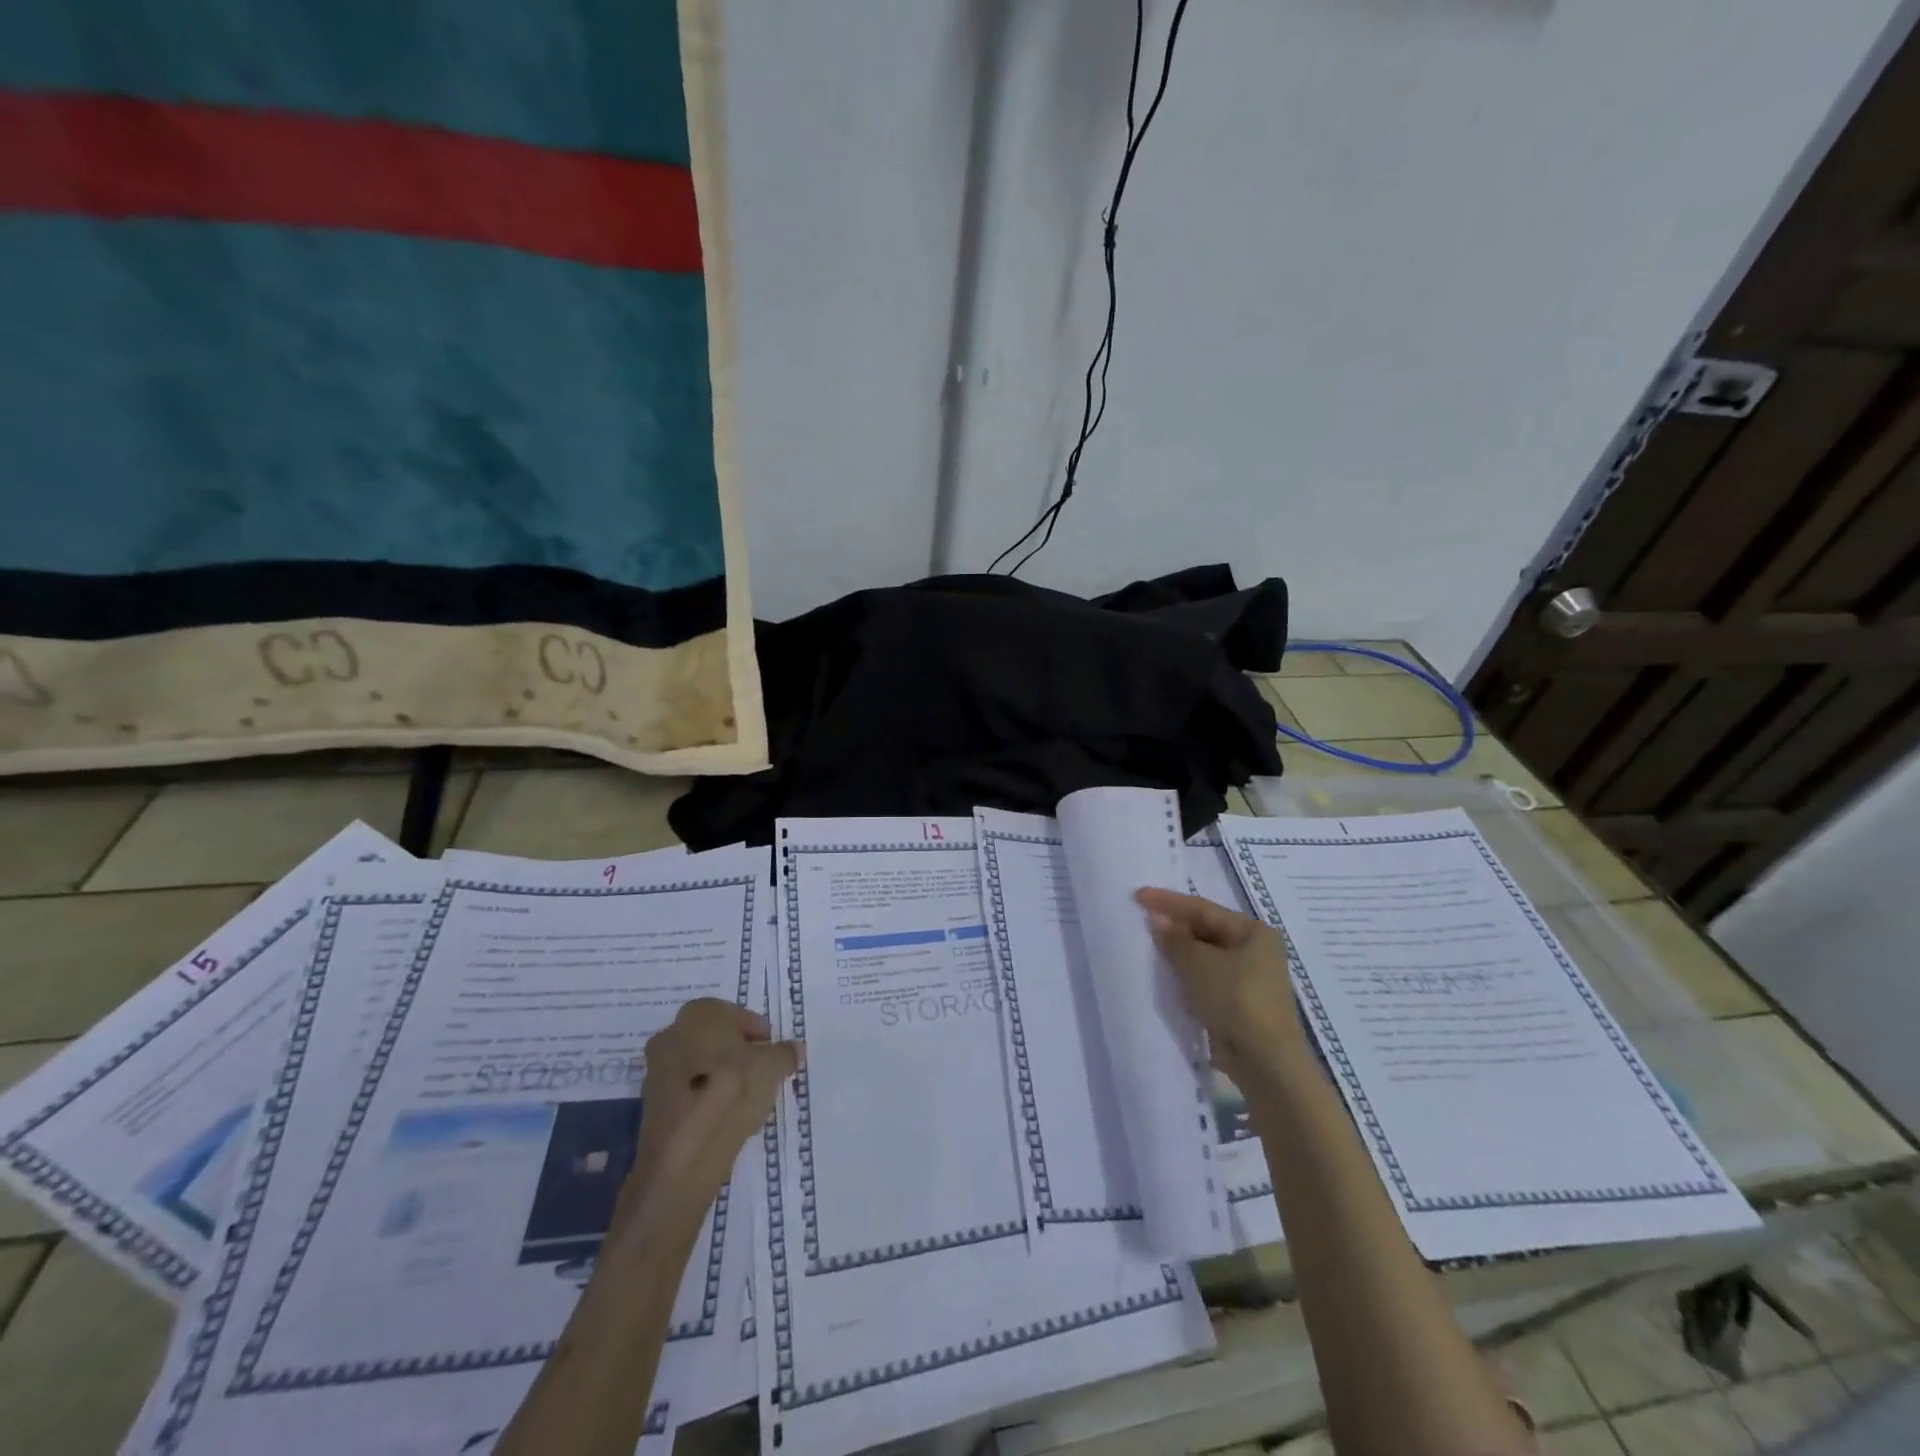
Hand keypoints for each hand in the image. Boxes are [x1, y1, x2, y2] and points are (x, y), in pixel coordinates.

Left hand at [622, 999, 802, 1227]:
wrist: (682, 1157)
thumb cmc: (730, 1093)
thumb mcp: (772, 1068)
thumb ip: (784, 1054)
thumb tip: (794, 1049)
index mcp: (698, 1014)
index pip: (734, 1014)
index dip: (757, 1031)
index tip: (772, 1051)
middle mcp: (672, 1034)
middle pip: (714, 1039)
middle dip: (738, 1052)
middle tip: (761, 1071)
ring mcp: (656, 1070)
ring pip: (700, 1065)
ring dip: (721, 1076)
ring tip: (747, 1098)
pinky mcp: (652, 1105)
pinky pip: (687, 1091)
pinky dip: (705, 1098)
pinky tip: (724, 1117)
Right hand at [1136, 887, 1305, 1084]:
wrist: (1265, 1060)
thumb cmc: (1235, 998)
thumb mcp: (1198, 963)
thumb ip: (1175, 939)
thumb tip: (1157, 919)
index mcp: (1254, 932)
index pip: (1204, 908)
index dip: (1168, 902)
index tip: (1138, 896)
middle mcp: (1257, 951)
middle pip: (1208, 930)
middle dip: (1175, 927)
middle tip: (1143, 921)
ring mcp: (1251, 980)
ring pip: (1207, 957)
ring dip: (1180, 953)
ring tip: (1150, 946)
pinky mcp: (1242, 1005)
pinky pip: (1209, 980)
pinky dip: (1189, 976)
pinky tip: (1169, 976)